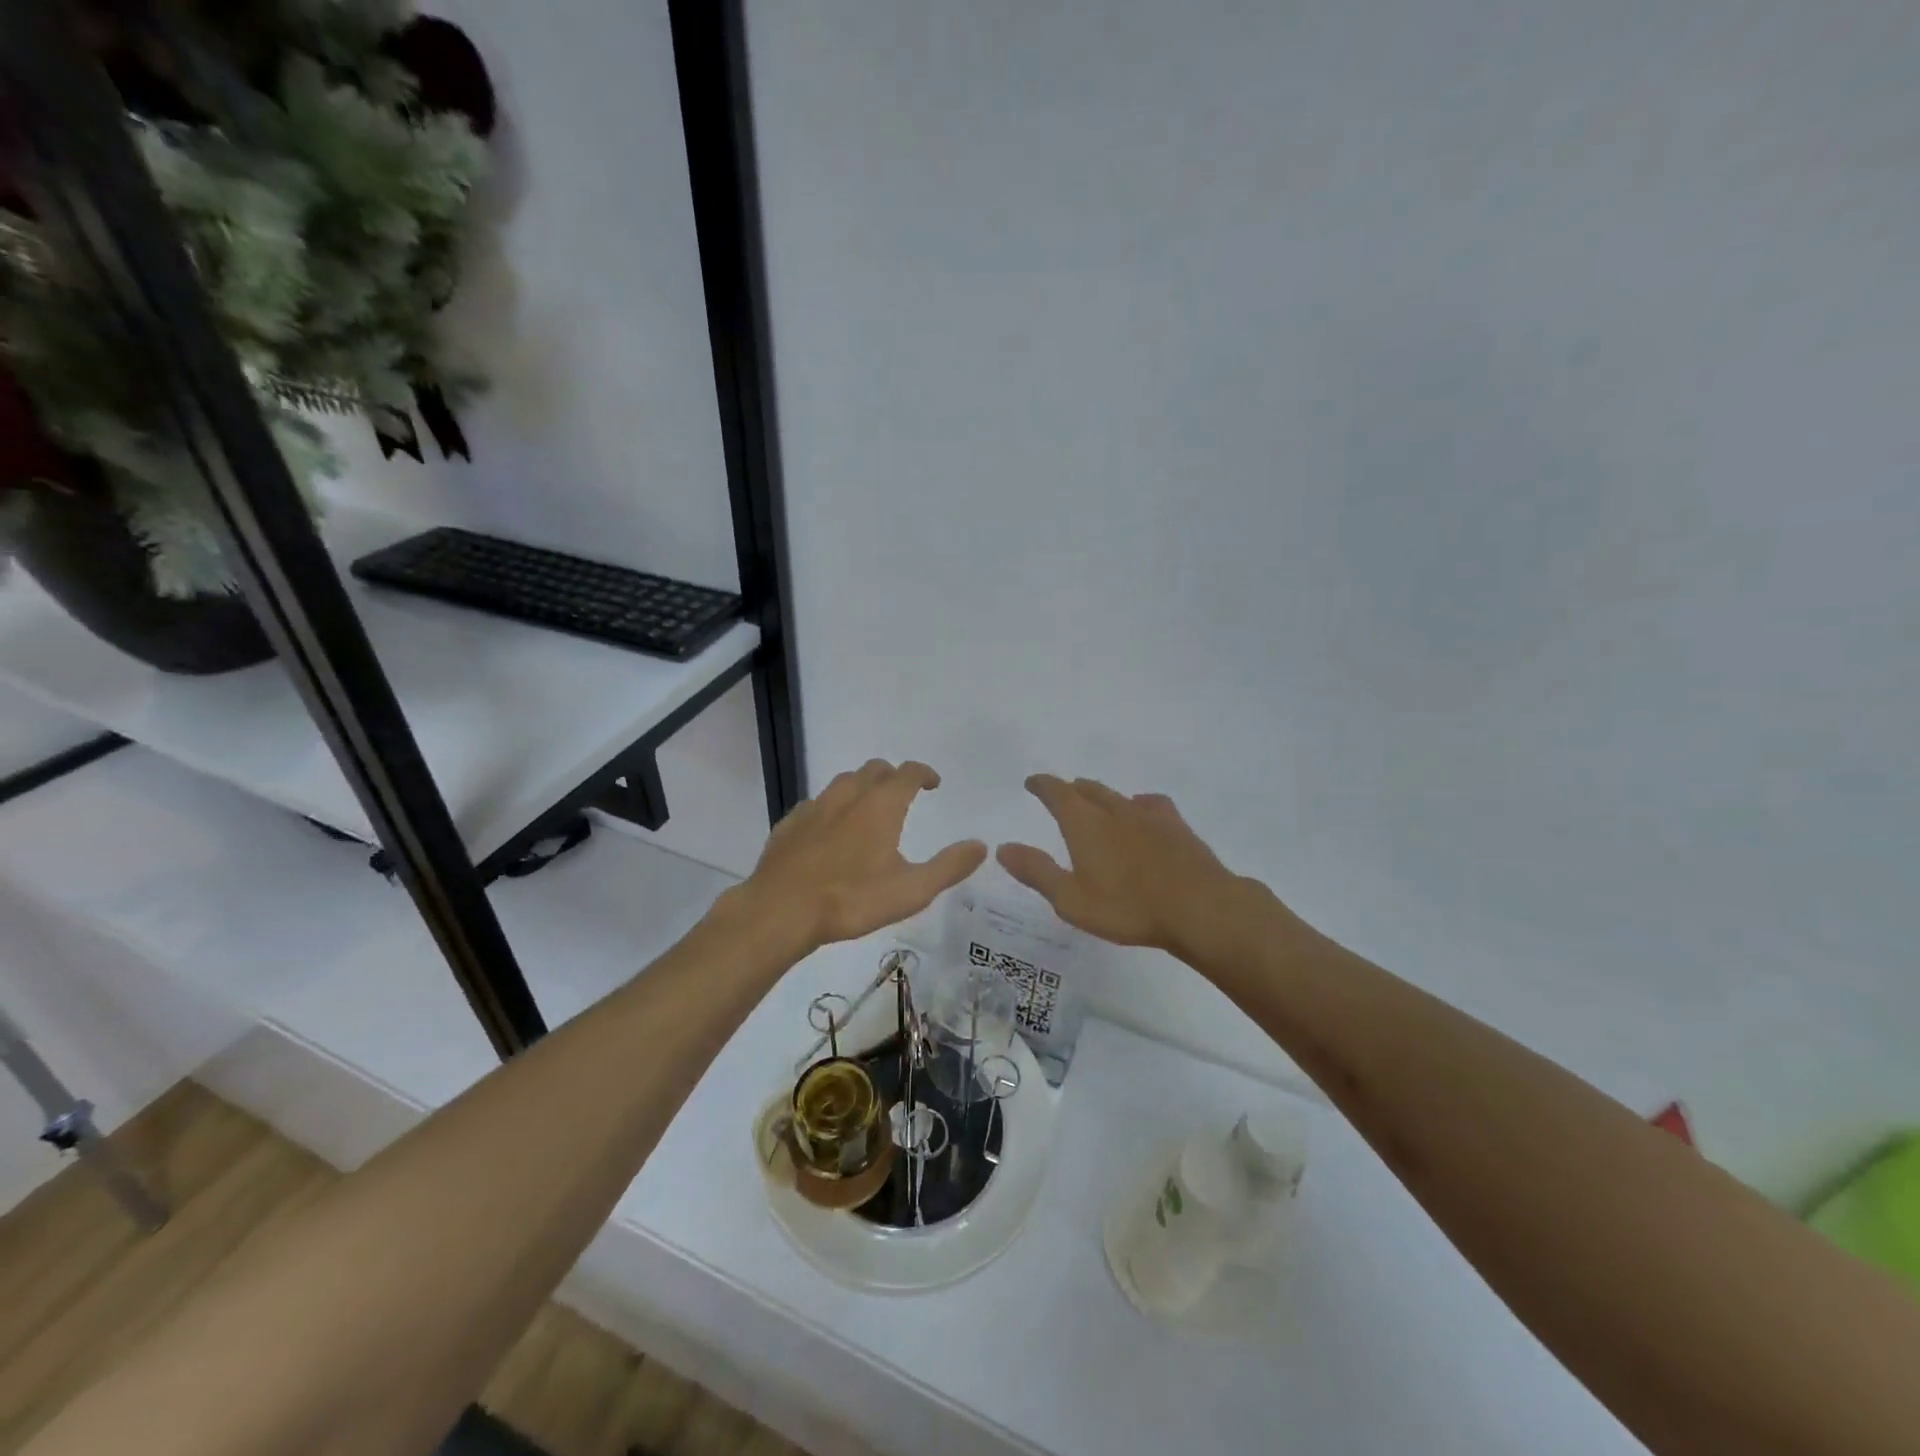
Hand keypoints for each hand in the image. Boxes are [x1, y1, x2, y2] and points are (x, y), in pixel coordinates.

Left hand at [726, 760, 986, 955]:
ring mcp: (815, 808)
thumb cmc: (852, 900)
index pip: (908, 773)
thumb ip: (949, 866)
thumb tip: (981, 846)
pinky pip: (816, 804)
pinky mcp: (789, 824)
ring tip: (868, 809)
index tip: (933, 783)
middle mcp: (848, 796)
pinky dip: (831, 808)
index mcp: (881, 805)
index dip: (924, 773)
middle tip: (903, 794)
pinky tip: (830, 832)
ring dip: (861, 787)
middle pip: (874, 769)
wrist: (781, 911)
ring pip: (843, 782)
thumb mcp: (911, 890)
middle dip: (893, 776)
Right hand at [996, 774, 1253, 960]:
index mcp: (1084, 824)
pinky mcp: (1176, 826)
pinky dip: (1138, 804)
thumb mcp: (1071, 899)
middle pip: (1088, 789)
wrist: (1200, 908)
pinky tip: (1142, 812)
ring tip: (1095, 800)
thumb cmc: (1128, 908)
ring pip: (1117, 795)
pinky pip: (1150, 804)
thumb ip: (1036, 871)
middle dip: (1070, 789)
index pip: (1057, 792)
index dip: (1042, 785)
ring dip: (1101, 795)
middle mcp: (1114, 810)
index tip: (1032, 782)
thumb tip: (1003, 848)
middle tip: (1061, 793)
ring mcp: (1148, 815)